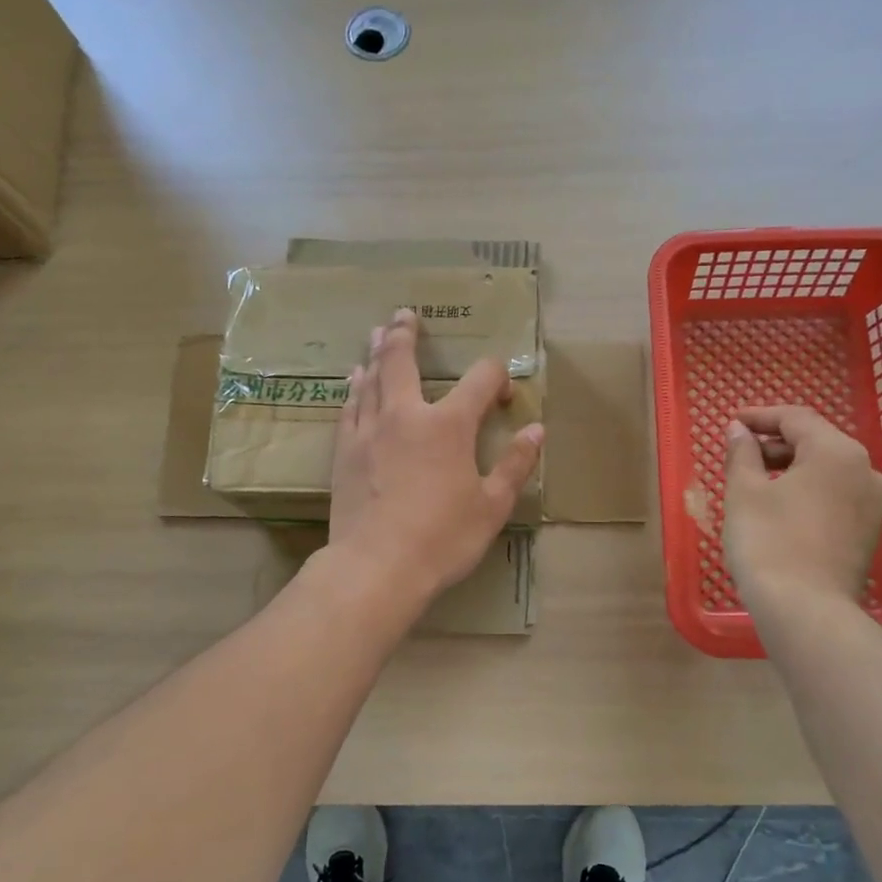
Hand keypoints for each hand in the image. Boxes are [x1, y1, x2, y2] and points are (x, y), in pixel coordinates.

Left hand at [328, 308, 543, 604]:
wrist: (376, 567)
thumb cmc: (442, 538)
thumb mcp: (492, 506)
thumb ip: (516, 465)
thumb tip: (536, 431)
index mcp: (449, 425)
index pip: (480, 380)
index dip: (496, 379)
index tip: (503, 397)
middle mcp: (405, 415)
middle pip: (403, 361)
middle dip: (407, 335)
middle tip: (404, 314)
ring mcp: (369, 431)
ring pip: (372, 379)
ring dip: (378, 353)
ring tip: (379, 334)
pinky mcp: (344, 452)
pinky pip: (350, 408)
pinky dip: (354, 389)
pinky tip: (354, 382)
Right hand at [723, 406, 881, 609]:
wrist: (805, 611)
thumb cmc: (769, 542)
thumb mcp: (745, 492)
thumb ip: (742, 453)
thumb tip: (739, 430)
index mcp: (838, 452)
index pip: (796, 418)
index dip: (761, 416)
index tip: (732, 422)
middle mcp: (867, 471)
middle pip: (817, 442)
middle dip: (776, 443)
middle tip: (740, 453)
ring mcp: (873, 504)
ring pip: (828, 470)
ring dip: (792, 467)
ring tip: (755, 480)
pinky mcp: (870, 532)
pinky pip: (836, 496)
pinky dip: (808, 490)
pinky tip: (780, 505)